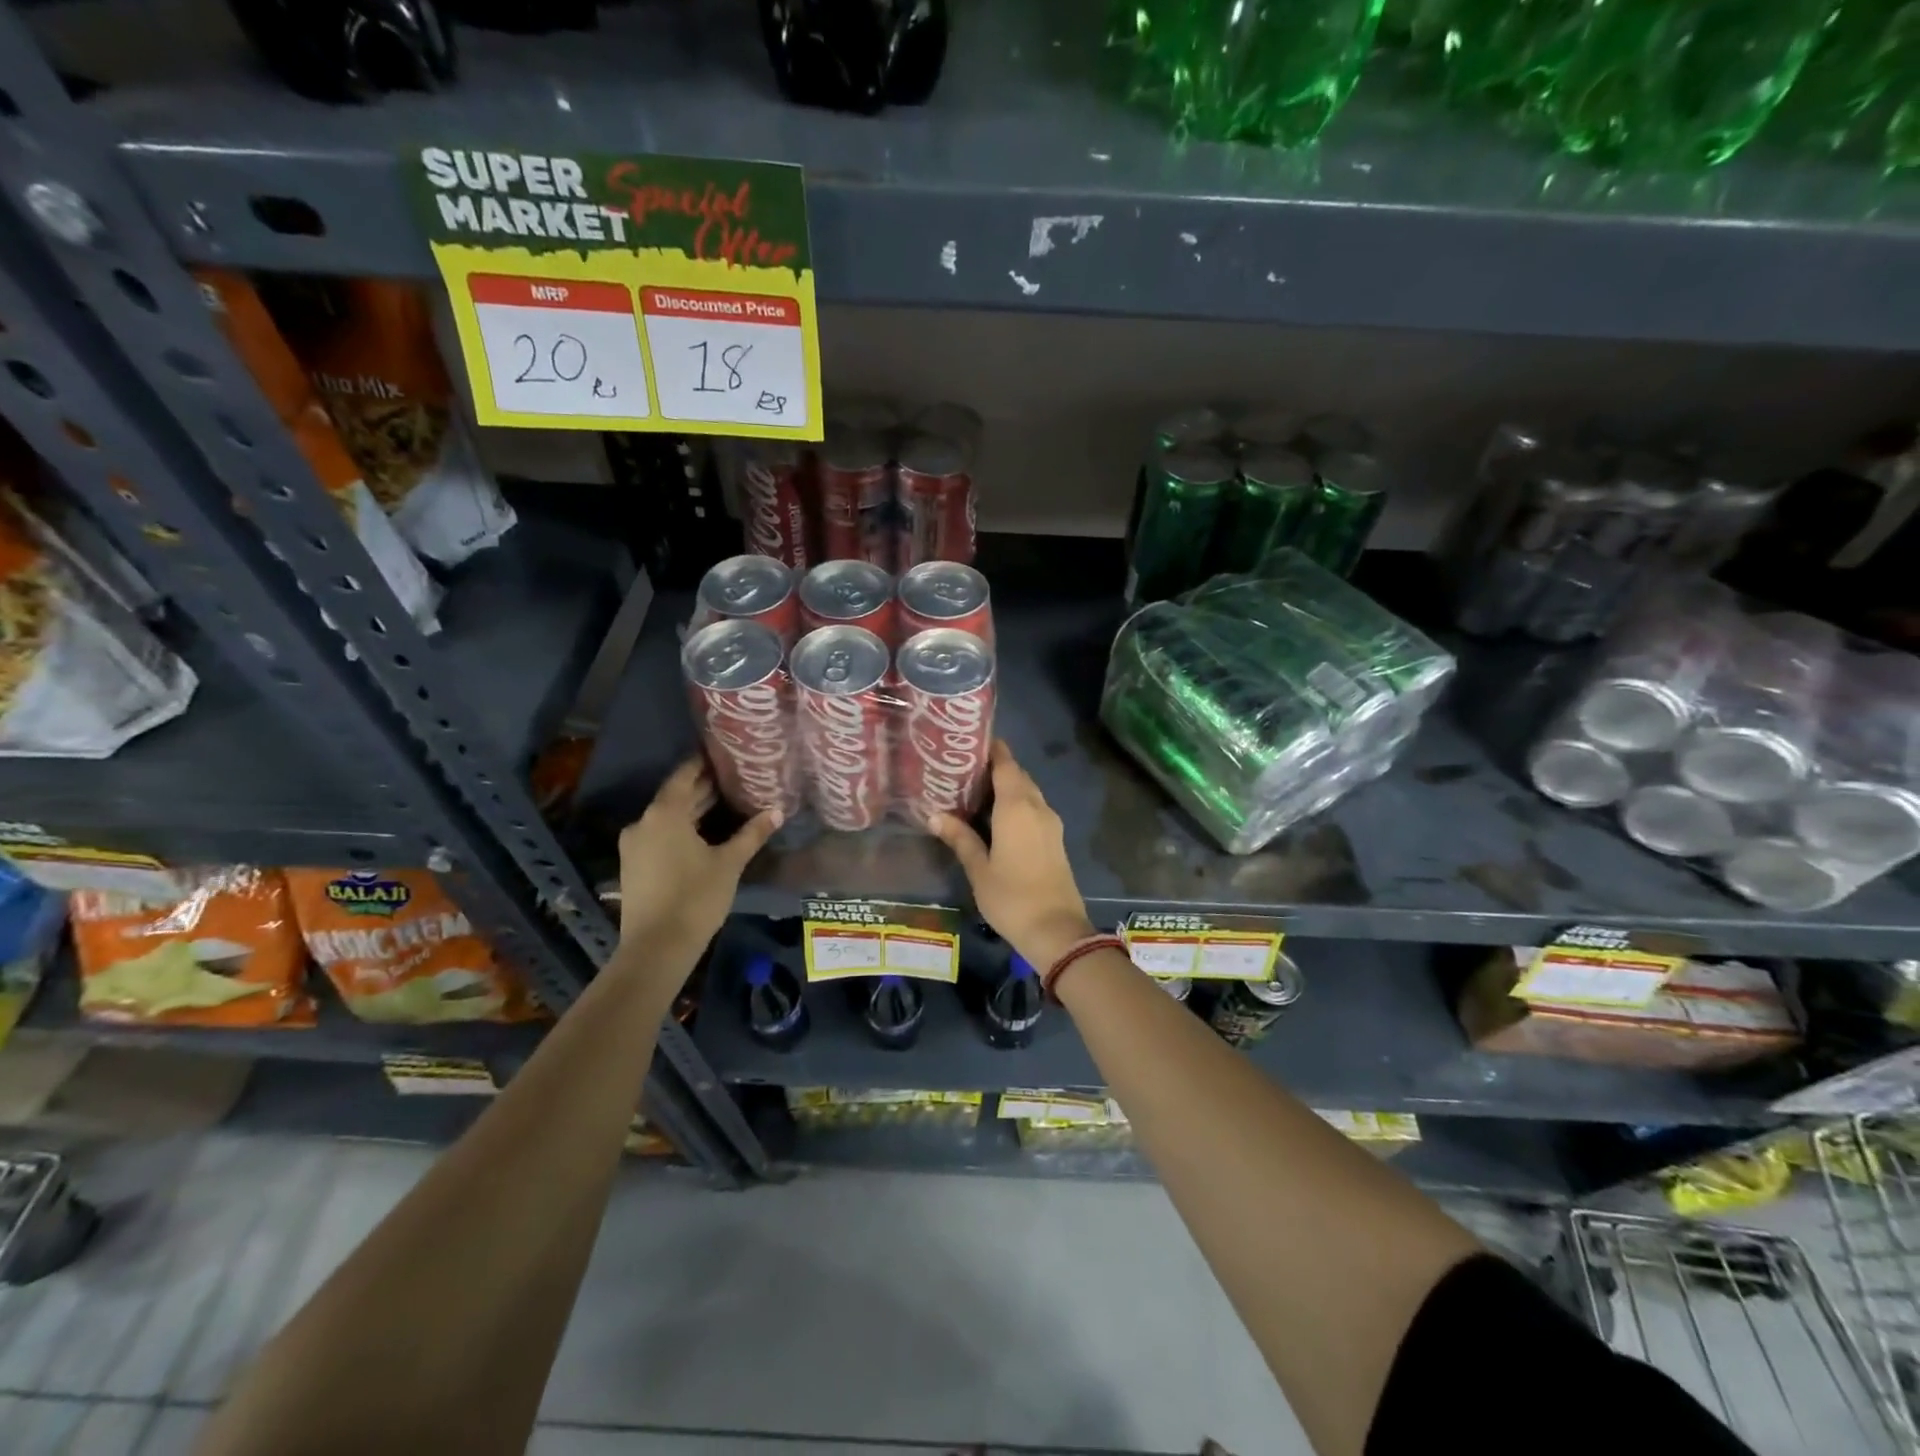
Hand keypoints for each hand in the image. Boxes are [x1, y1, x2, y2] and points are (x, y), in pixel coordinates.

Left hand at [616, 758, 779, 953]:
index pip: (685, 775)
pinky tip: (705, 834)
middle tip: (735, 779)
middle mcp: (644, 822)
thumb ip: (752, 834)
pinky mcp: (634, 865)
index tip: (726, 755)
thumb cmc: (696, 897)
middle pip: (676, 796)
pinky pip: (660, 835)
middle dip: (704, 788)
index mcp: (665, 813)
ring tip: (726, 803)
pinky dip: (682, 829)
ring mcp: (634, 845)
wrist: (656, 948)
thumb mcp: (729, 863)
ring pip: (668, 817)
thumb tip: (778, 811)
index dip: (705, 763)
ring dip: (694, 811)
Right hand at [929, 740, 1095, 970]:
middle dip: (995, 767)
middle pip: (1018, 776)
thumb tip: (934, 815)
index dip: (992, 749)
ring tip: (975, 789)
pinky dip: (1016, 803)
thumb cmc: (1012, 897)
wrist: (1057, 930)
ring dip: (1007, 786)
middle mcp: (1037, 807)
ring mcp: (1050, 823)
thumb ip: (960, 838)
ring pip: (1028, 792)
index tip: (971, 741)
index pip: (1006, 764)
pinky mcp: (1055, 839)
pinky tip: (996, 816)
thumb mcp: (979, 869)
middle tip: (964, 767)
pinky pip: (1034, 808)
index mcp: (1017, 807)